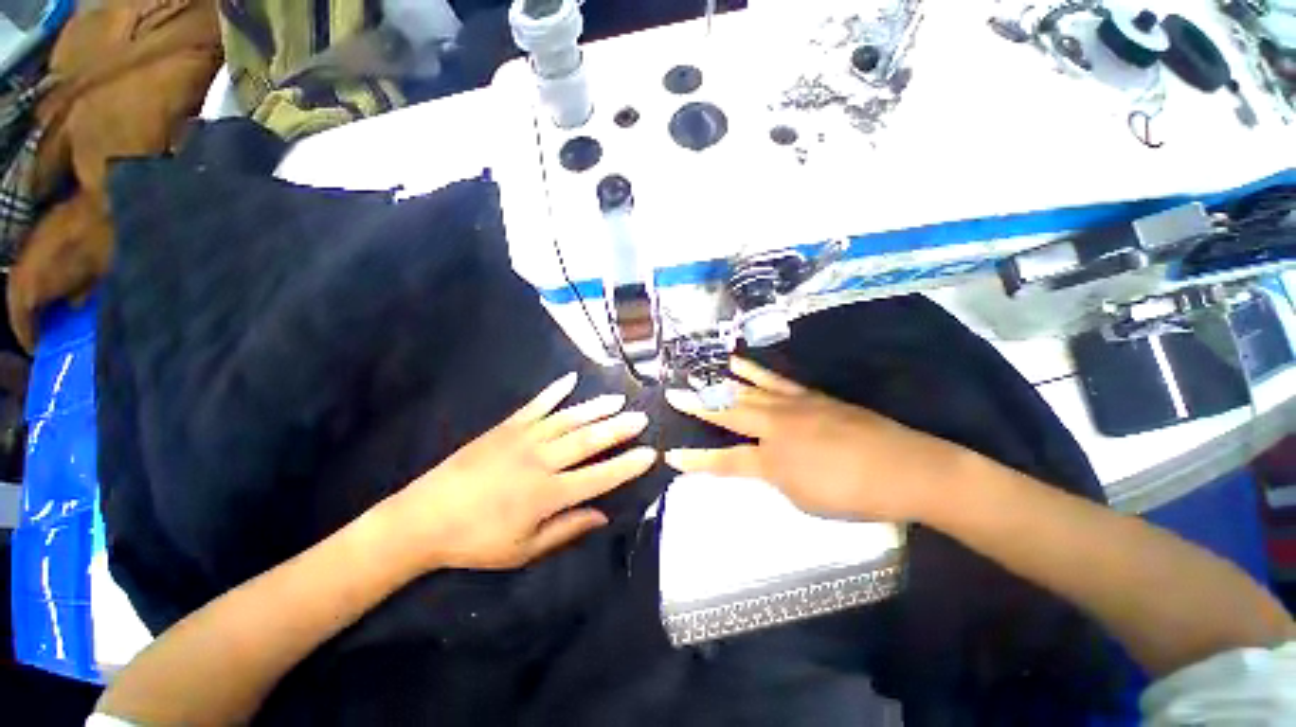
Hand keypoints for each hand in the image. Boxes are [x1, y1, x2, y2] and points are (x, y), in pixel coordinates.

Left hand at [386, 372, 655, 570]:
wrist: (424, 517)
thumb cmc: (476, 540)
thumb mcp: (524, 549)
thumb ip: (567, 529)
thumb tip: (604, 515)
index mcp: (547, 494)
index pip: (599, 478)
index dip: (626, 466)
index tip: (649, 454)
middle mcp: (541, 461)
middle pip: (588, 441)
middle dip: (618, 429)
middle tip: (641, 417)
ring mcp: (523, 439)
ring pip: (568, 419)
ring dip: (595, 409)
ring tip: (618, 400)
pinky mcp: (506, 427)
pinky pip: (536, 405)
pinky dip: (554, 392)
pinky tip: (570, 380)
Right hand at [664, 358, 966, 522]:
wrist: (906, 469)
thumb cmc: (853, 495)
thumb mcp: (804, 499)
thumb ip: (775, 477)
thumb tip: (762, 461)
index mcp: (772, 460)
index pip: (724, 461)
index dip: (696, 460)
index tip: (670, 454)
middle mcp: (775, 427)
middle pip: (728, 413)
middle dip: (697, 404)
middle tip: (673, 392)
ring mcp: (792, 406)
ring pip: (747, 390)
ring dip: (719, 381)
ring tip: (698, 370)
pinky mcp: (809, 396)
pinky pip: (774, 380)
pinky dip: (753, 372)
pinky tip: (740, 364)